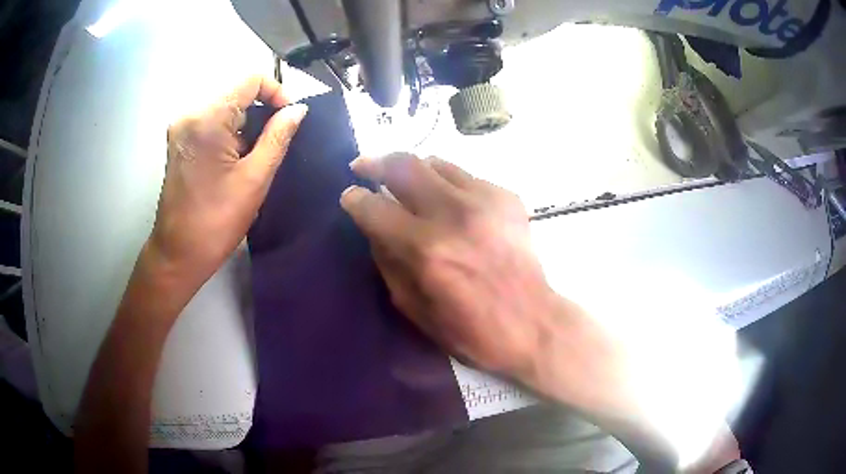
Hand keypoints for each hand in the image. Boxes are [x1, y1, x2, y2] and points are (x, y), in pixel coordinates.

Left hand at [151, 76, 307, 285]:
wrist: (178, 254)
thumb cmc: (216, 221)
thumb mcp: (255, 178)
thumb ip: (278, 136)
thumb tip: (298, 110)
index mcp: (207, 118)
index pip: (250, 79)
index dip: (276, 91)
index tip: (289, 118)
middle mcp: (190, 113)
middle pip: (236, 91)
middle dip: (262, 109)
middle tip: (278, 139)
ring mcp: (182, 127)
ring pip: (225, 106)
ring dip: (247, 122)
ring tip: (257, 154)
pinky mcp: (180, 140)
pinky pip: (212, 121)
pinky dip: (231, 131)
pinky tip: (237, 158)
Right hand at [340, 154, 740, 471]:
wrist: (567, 335)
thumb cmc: (500, 345)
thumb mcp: (437, 324)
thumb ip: (405, 281)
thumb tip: (385, 249)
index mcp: (440, 259)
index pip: (381, 217)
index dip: (360, 208)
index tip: (348, 204)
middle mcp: (464, 221)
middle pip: (413, 177)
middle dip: (383, 169)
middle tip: (365, 167)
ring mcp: (496, 206)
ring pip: (445, 166)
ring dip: (419, 162)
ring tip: (398, 161)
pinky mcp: (520, 204)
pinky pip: (474, 175)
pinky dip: (452, 169)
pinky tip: (446, 174)